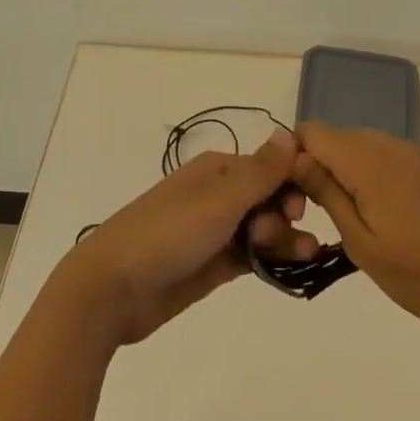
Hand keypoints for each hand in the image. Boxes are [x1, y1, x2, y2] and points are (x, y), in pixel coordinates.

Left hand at [60, 127, 319, 344]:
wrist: (113, 288)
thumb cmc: (168, 233)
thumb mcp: (219, 199)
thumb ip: (260, 171)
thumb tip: (291, 132)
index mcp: (218, 169)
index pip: (269, 165)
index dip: (293, 180)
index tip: (306, 204)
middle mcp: (218, 194)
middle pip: (269, 197)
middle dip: (287, 213)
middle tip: (283, 235)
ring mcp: (215, 231)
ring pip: (263, 228)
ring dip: (286, 238)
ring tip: (305, 256)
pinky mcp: (212, 265)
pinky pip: (251, 256)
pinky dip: (271, 260)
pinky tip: (292, 269)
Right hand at [291, 122, 419, 357]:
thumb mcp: (362, 243)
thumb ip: (326, 192)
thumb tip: (294, 156)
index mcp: (370, 159)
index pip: (312, 132)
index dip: (292, 157)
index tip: (291, 197)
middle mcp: (390, 144)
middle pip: (334, 137)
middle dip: (314, 165)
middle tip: (313, 216)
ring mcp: (411, 154)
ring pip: (356, 146)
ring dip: (340, 172)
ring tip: (344, 220)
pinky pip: (381, 156)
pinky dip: (365, 176)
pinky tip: (374, 216)